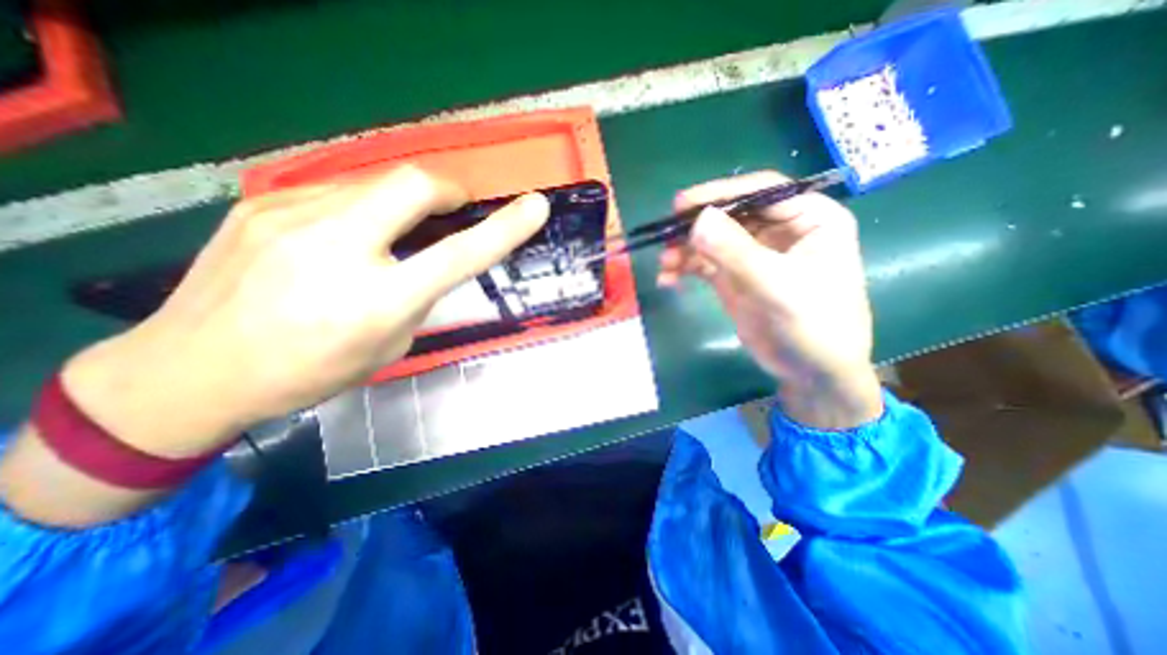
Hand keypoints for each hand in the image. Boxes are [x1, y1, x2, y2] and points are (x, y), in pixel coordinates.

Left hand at [60, 165, 551, 456]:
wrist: (190, 371)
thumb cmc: (309, 372)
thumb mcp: (389, 345)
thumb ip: (418, 297)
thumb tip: (429, 261)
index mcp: (377, 301)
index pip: (460, 254)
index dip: (505, 228)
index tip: (535, 208)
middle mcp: (336, 250)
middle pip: (413, 185)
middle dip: (448, 190)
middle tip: (454, 208)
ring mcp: (291, 218)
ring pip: (375, 183)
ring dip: (403, 202)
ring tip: (394, 232)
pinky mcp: (262, 204)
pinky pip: (337, 191)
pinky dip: (363, 207)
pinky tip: (345, 237)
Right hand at [661, 173, 879, 429]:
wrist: (812, 372)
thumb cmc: (815, 325)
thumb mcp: (777, 286)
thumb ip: (736, 252)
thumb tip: (697, 220)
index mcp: (809, 218)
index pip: (762, 192)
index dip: (720, 194)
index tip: (681, 205)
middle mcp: (781, 230)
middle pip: (730, 215)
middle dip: (696, 227)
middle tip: (665, 236)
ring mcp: (754, 254)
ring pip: (712, 239)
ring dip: (685, 249)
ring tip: (665, 265)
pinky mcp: (735, 276)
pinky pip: (704, 263)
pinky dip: (685, 268)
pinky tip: (668, 278)